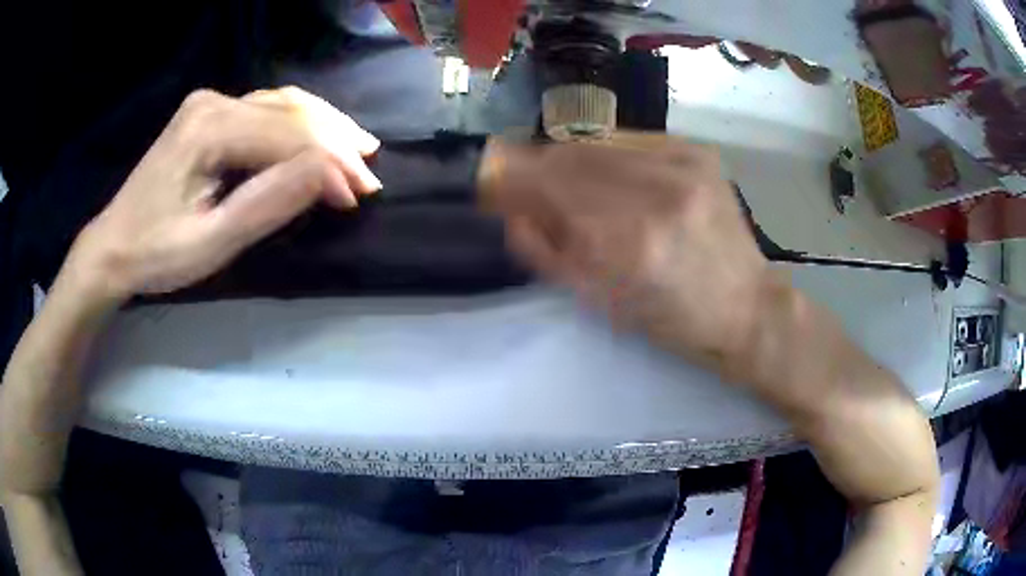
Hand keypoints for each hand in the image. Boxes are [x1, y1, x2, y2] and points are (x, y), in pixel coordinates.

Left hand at [69, 87, 381, 299]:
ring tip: (359, 148)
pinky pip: (266, 108)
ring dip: (324, 126)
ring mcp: (210, 102)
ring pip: (283, 103)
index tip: (360, 197)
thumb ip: (269, 204)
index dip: (328, 164)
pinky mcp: (209, 113)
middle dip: (334, 143)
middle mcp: (213, 101)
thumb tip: (330, 177)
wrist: (113, 246)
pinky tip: (319, 132)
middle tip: (369, 173)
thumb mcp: (212, 243)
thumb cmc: (156, 254)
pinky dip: (299, 122)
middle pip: (289, 112)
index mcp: (208, 128)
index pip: (285, 136)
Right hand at [479, 133, 771, 377]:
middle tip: (517, 177)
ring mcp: (684, 165)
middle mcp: (658, 193)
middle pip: (569, 157)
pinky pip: (630, 141)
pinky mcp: (698, 152)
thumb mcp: (602, 303)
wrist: (745, 304)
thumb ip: (547, 254)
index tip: (487, 180)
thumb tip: (510, 213)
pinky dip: (606, 154)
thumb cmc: (673, 320)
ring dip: (568, 159)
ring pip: (598, 144)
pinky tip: (607, 173)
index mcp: (631, 244)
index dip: (510, 178)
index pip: (549, 187)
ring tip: (561, 178)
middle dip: (533, 165)